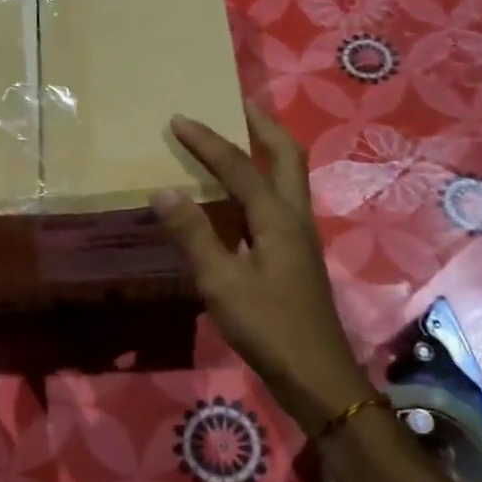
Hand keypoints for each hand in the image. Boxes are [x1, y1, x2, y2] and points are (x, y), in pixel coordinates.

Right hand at [152, 104, 378, 436]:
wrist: (317, 376)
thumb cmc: (269, 328)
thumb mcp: (222, 283)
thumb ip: (194, 235)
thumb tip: (164, 191)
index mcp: (278, 218)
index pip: (239, 166)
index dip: (207, 141)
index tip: (178, 119)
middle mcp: (295, 217)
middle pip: (286, 156)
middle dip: (260, 125)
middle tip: (232, 104)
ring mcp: (300, 237)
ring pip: (287, 178)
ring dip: (264, 151)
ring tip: (234, 139)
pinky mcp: (296, 256)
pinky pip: (278, 203)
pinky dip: (259, 184)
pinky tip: (236, 199)